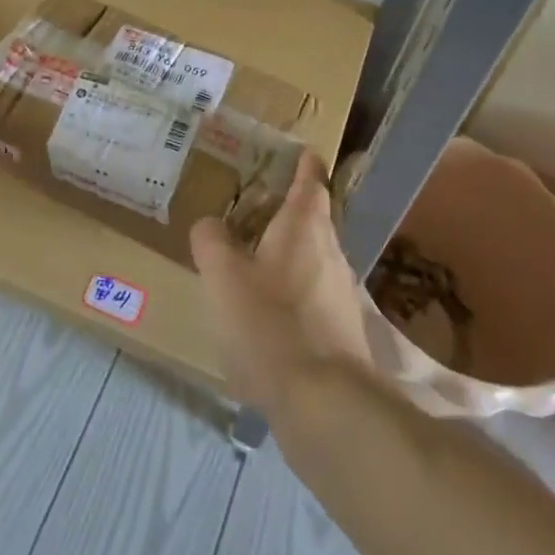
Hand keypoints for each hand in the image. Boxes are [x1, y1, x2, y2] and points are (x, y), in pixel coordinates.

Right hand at [190, 150, 371, 413]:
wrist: (323, 403)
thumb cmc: (269, 323)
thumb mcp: (223, 275)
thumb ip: (211, 241)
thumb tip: (210, 224)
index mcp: (305, 227)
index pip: (310, 182)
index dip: (305, 165)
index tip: (303, 152)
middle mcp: (331, 253)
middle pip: (315, 221)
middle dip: (291, 211)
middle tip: (260, 208)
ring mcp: (342, 294)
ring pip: (315, 260)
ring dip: (291, 254)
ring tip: (257, 260)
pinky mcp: (343, 332)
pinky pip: (314, 296)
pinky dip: (293, 293)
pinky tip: (269, 315)